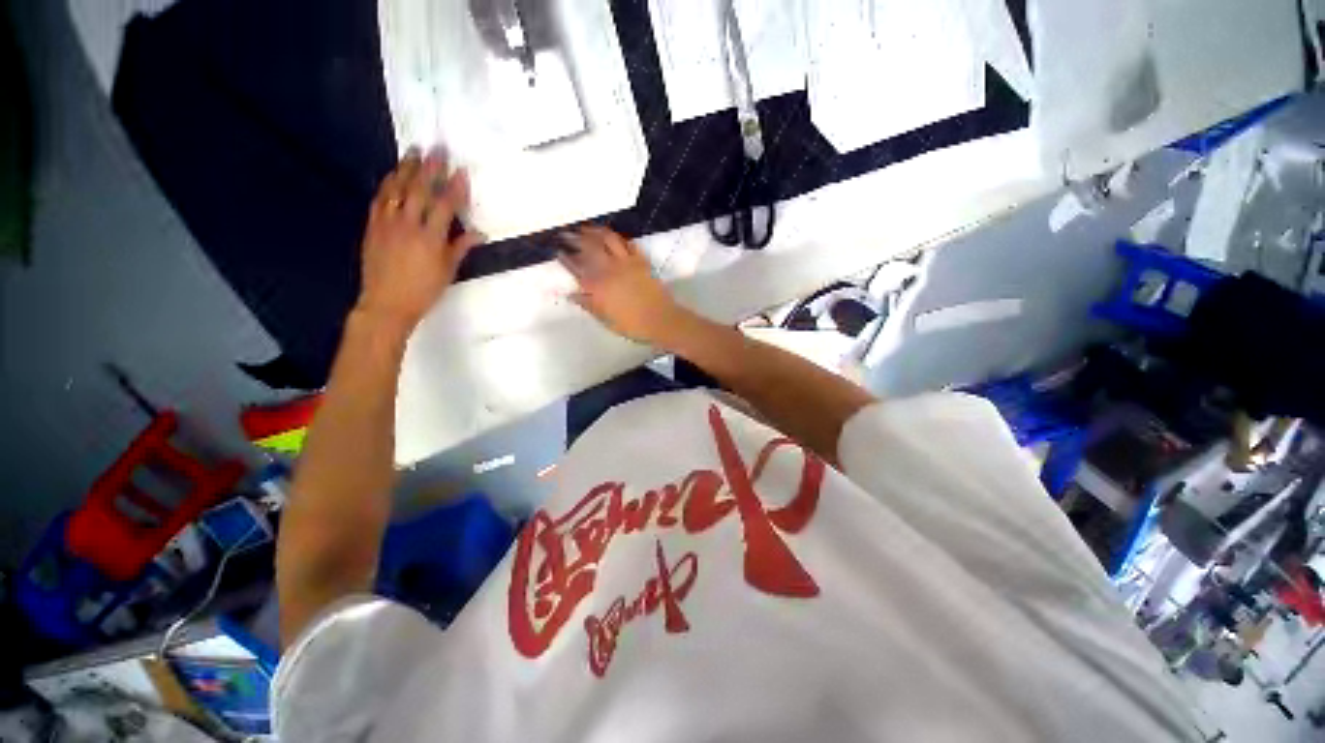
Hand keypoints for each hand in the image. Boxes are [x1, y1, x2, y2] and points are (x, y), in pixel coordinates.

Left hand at [355, 148, 483, 331]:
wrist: (387, 302)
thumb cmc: (424, 290)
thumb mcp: (448, 270)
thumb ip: (461, 247)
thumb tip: (478, 233)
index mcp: (431, 238)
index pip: (445, 205)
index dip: (454, 187)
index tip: (461, 170)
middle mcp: (408, 224)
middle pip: (419, 189)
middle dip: (430, 167)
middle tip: (437, 148)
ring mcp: (388, 222)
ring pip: (397, 188)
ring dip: (406, 168)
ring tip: (414, 152)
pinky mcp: (373, 225)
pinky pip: (380, 198)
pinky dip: (387, 183)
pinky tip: (393, 174)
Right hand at [558, 226, 689, 344]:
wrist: (661, 320)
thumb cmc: (632, 325)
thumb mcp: (606, 319)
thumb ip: (588, 305)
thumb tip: (571, 294)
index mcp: (598, 286)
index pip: (577, 268)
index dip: (565, 258)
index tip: (557, 251)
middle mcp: (609, 269)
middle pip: (589, 247)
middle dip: (575, 238)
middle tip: (566, 234)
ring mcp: (626, 262)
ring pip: (607, 239)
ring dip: (595, 231)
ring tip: (586, 228)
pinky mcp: (641, 260)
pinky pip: (628, 243)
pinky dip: (618, 238)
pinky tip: (613, 236)